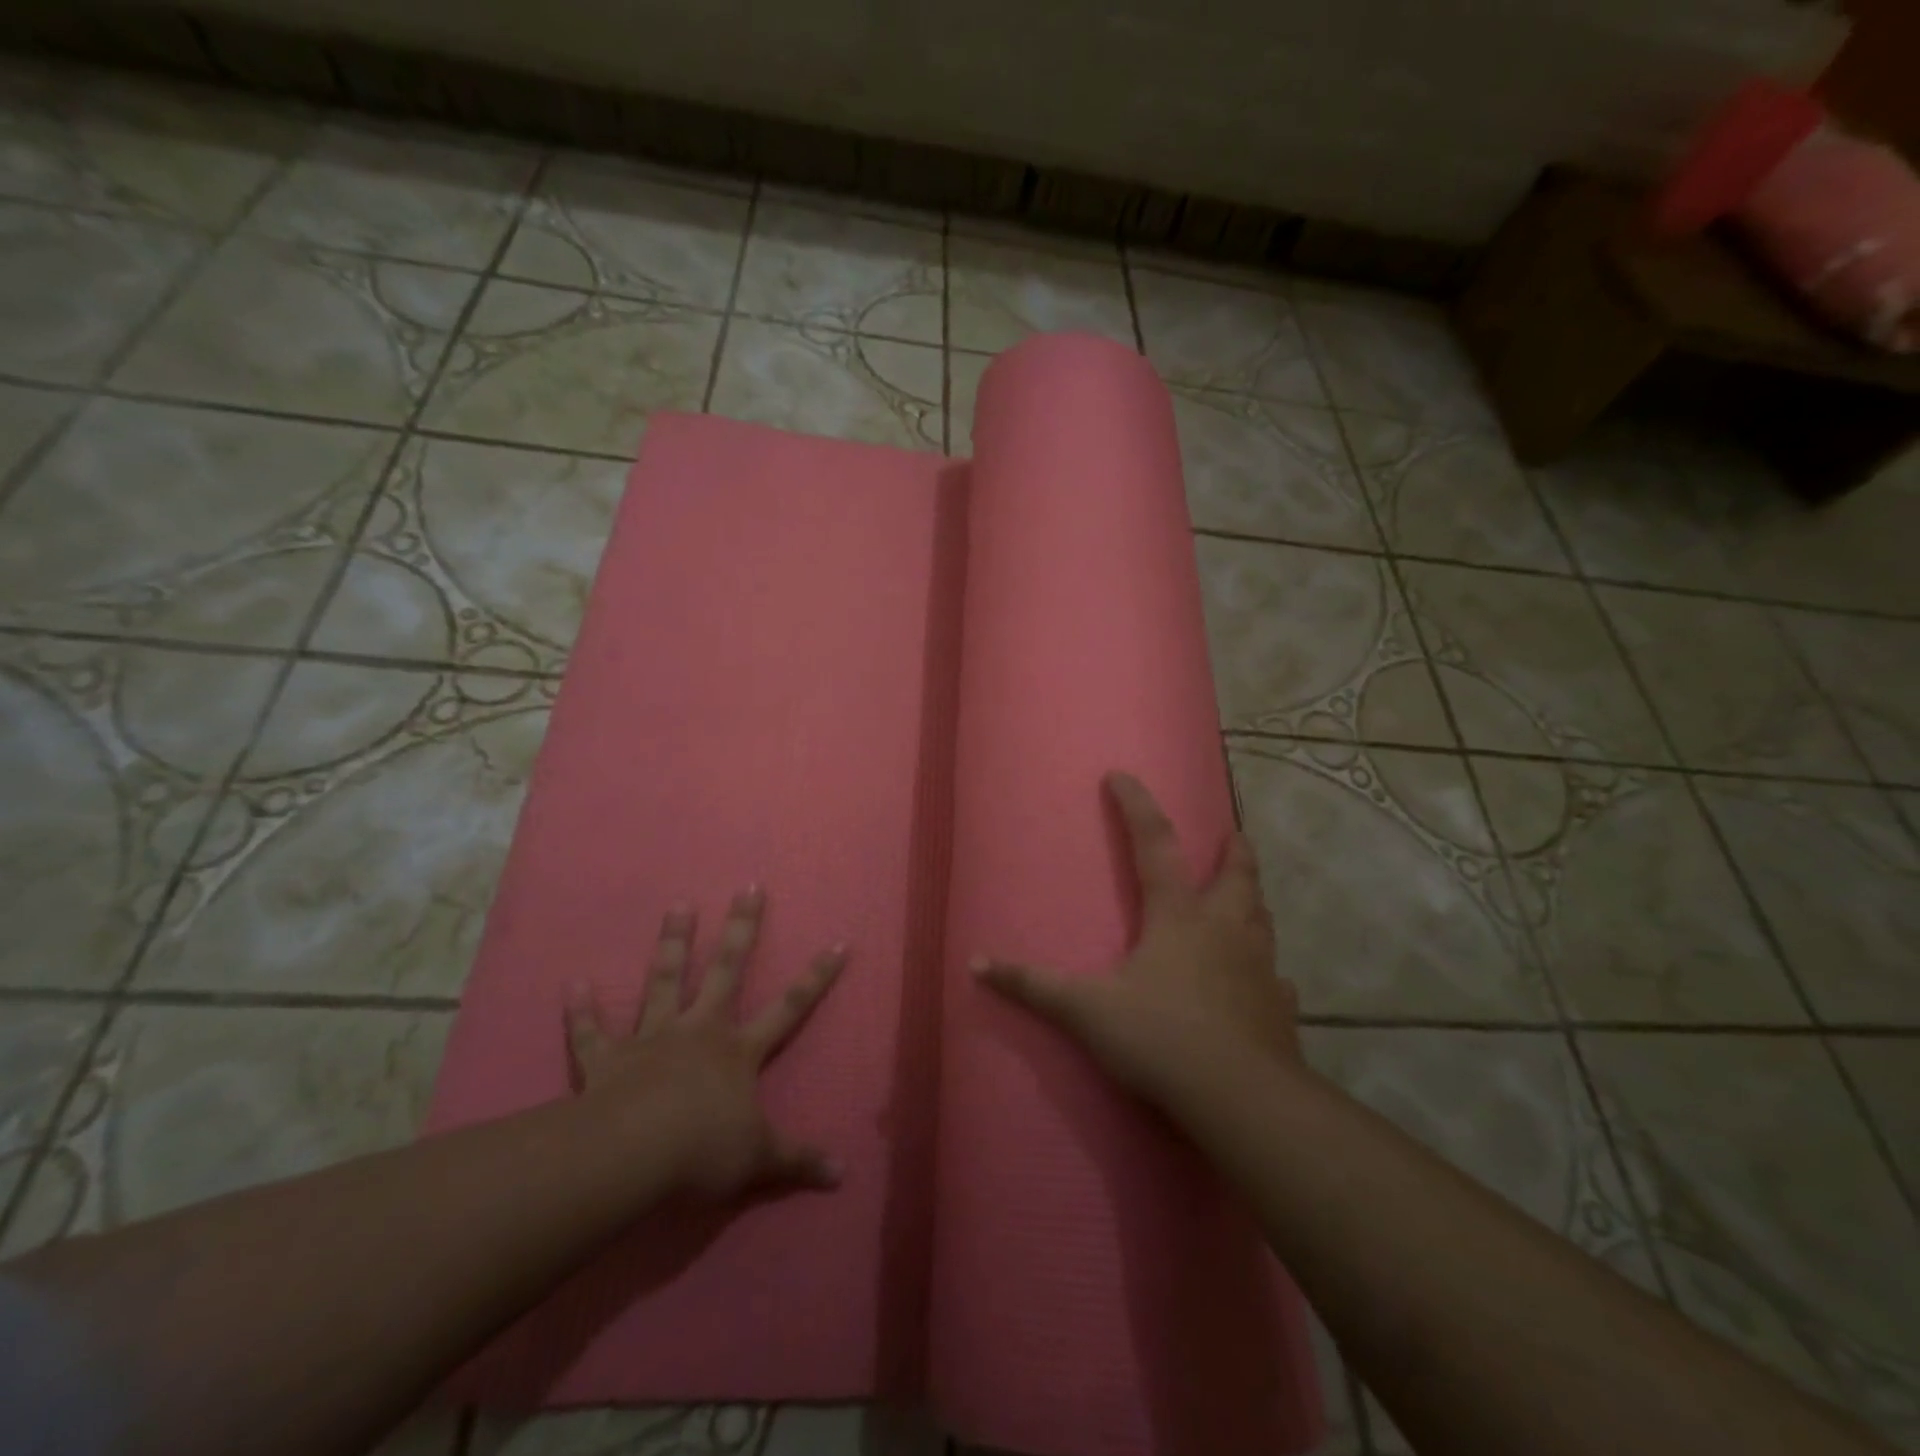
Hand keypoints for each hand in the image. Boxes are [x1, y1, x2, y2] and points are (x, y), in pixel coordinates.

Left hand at [565, 887, 846, 1200]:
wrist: (634, 1155)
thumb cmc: (703, 1150)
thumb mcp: (760, 1160)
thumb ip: (798, 1160)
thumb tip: (843, 1173)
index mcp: (739, 1051)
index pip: (789, 1008)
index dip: (816, 978)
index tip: (838, 943)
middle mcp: (700, 1031)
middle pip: (726, 970)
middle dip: (741, 928)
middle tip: (748, 887)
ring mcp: (653, 1039)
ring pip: (665, 980)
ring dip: (673, 943)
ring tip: (679, 904)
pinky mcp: (608, 1059)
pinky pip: (592, 1032)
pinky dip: (582, 1010)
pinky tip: (573, 982)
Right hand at [973, 772, 1303, 1126]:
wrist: (1241, 1100)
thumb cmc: (1161, 1038)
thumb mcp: (1086, 1010)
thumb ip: (1032, 985)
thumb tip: (976, 963)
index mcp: (1178, 915)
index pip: (1154, 843)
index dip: (1136, 805)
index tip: (1121, 775)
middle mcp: (1224, 929)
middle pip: (1236, 873)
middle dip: (1233, 849)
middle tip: (1232, 834)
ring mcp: (1260, 967)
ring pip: (1263, 918)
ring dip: (1253, 900)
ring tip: (1246, 896)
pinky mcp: (1280, 1008)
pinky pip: (1277, 979)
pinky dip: (1269, 971)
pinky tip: (1267, 981)